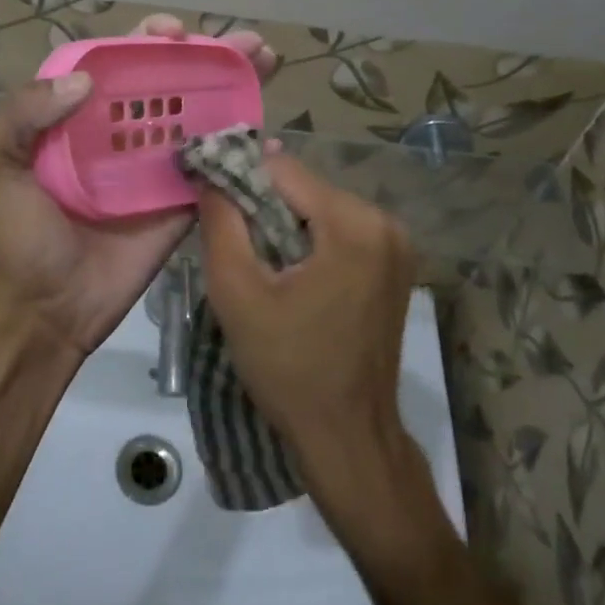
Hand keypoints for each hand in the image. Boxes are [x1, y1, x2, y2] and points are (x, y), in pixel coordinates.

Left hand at [0, 15, 278, 361]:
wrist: (45, 312)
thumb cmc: (16, 237)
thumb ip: (17, 114)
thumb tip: (85, 81)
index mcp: (75, 119)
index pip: (116, 65)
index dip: (146, 42)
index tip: (174, 33)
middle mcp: (118, 136)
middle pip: (168, 84)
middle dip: (207, 57)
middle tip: (246, 44)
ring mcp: (153, 170)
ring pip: (197, 119)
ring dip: (233, 90)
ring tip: (267, 64)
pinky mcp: (178, 205)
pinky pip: (213, 172)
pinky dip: (241, 152)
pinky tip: (269, 134)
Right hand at [196, 154, 415, 477]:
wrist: (347, 435)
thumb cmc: (289, 367)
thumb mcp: (238, 292)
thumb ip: (221, 223)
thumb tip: (210, 174)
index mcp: (354, 224)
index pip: (283, 169)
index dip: (238, 177)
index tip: (207, 198)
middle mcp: (385, 222)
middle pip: (304, 188)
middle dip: (262, 205)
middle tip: (230, 240)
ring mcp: (396, 245)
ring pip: (320, 209)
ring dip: (283, 225)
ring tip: (256, 263)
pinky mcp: (394, 266)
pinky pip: (339, 232)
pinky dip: (308, 242)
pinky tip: (287, 274)